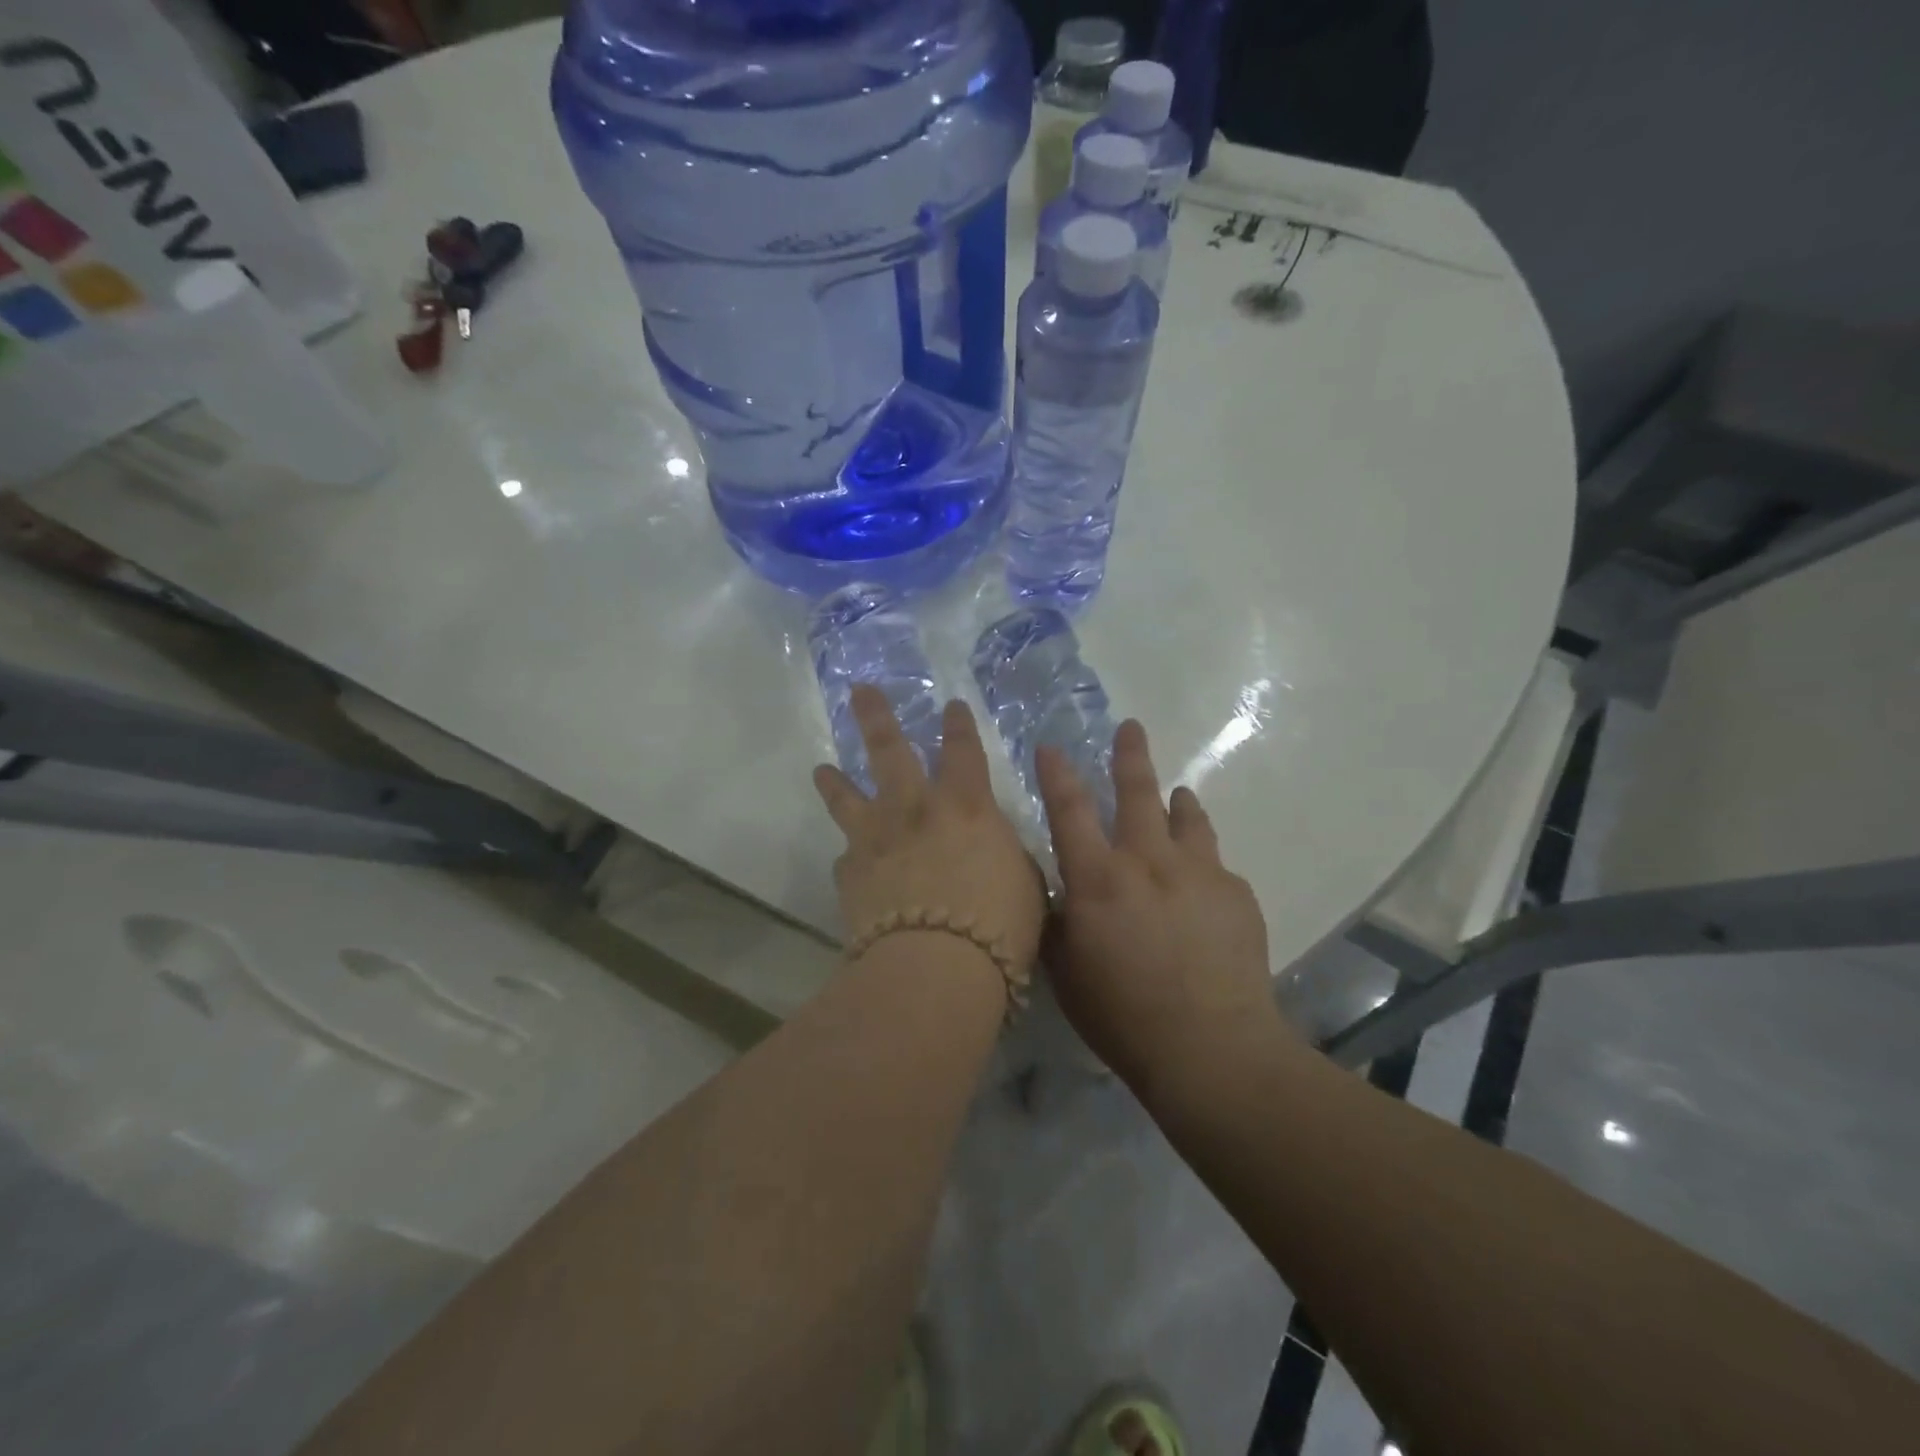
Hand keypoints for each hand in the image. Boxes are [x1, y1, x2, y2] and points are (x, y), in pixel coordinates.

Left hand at [814, 685, 1045, 981]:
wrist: (936, 967)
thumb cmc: (998, 924)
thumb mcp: (1025, 882)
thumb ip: (1004, 855)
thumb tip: (991, 851)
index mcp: (965, 806)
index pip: (962, 751)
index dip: (958, 726)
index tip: (950, 706)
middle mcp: (915, 809)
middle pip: (889, 750)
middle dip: (875, 716)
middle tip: (859, 691)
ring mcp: (875, 839)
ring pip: (847, 798)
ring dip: (835, 781)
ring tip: (822, 769)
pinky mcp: (850, 875)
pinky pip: (846, 858)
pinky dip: (851, 857)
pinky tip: (850, 864)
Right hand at [1036, 720, 1278, 1086]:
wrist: (1212, 1049)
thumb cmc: (1123, 1016)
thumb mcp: (1066, 972)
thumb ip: (1056, 921)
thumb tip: (1055, 890)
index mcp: (1098, 879)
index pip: (1069, 810)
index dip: (1057, 774)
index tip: (1051, 746)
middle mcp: (1148, 861)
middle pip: (1138, 792)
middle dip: (1130, 755)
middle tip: (1131, 727)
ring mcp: (1199, 873)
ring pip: (1188, 817)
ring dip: (1178, 802)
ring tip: (1179, 794)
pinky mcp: (1237, 894)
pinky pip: (1216, 865)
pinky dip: (1204, 863)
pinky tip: (1203, 887)